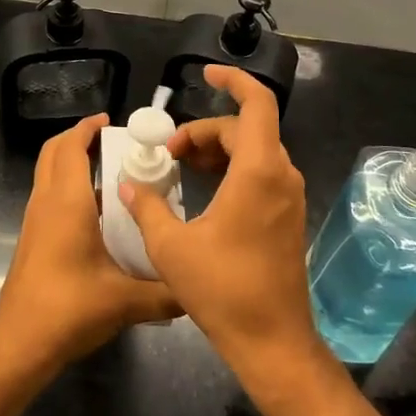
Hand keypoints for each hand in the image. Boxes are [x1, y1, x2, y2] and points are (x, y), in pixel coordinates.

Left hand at [0, 113, 180, 374]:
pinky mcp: (32, 241)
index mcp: (66, 203)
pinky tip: (99, 215)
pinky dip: (68, 189)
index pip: (70, 147)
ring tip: (112, 175)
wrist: (19, 345)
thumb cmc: (69, 310)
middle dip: (78, 140)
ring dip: (72, 164)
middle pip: (53, 153)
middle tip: (112, 143)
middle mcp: (46, 204)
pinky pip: (49, 198)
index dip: (87, 128)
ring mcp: (34, 222)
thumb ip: (167, 293)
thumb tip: (198, 287)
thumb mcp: (127, 302)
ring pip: (48, 175)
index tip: (111, 122)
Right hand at [117, 68, 323, 384]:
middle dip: (205, 130)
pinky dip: (231, 168)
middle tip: (168, 151)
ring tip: (181, 166)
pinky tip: (205, 190)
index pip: (257, 103)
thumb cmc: (223, 290)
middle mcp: (280, 175)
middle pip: (246, 128)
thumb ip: (147, 206)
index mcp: (258, 171)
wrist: (272, 342)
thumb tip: (128, 184)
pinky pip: (260, 172)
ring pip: (254, 150)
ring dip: (217, 149)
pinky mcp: (287, 216)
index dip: (233, 79)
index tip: (205, 73)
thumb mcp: (171, 247)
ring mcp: (288, 197)